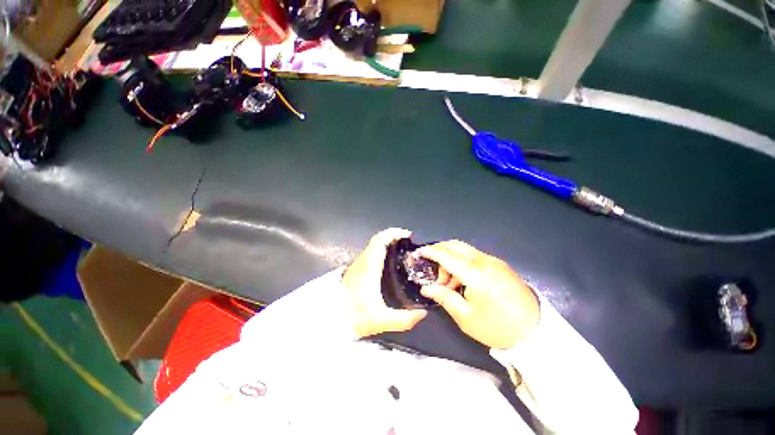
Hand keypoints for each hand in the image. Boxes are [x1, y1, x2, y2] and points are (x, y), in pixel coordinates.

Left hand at [342, 228, 427, 337]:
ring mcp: (357, 263)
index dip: (394, 233)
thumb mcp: (380, 321)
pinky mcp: (355, 268)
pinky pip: (370, 251)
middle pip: (377, 239)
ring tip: (401, 249)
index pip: (380, 241)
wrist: (328, 318)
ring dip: (386, 241)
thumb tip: (422, 313)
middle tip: (407, 241)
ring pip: (373, 244)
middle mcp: (363, 260)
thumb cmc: (353, 315)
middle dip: (393, 235)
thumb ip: (404, 319)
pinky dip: (381, 248)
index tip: (407, 235)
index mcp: (369, 266)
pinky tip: (388, 259)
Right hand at [418, 240, 539, 348]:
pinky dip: (462, 262)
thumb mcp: (465, 317)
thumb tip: (426, 288)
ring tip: (448, 282)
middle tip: (432, 268)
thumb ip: (443, 297)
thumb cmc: (497, 327)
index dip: (430, 252)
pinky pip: (474, 256)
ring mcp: (493, 261)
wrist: (535, 332)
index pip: (446, 256)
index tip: (418, 253)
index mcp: (475, 273)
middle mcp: (484, 261)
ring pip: (464, 250)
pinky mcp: (500, 265)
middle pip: (455, 246)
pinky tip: (463, 280)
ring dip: (451, 259)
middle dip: (439, 252)